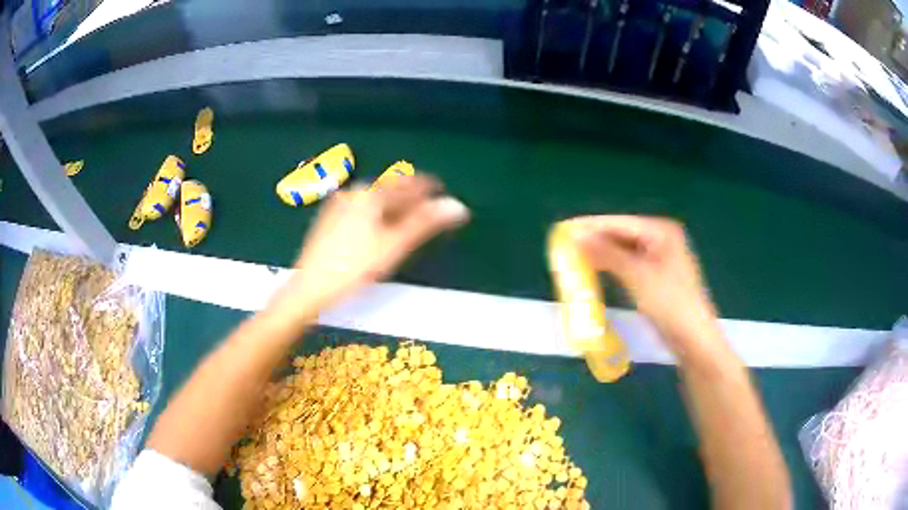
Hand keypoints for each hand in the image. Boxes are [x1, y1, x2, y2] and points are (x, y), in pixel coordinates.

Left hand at [274, 175, 468, 318]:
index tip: (442, 189)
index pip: (407, 183)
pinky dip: (377, 214)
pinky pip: (361, 208)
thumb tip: (457, 206)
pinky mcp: (330, 219)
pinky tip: (380, 228)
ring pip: (374, 199)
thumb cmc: (353, 267)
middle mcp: (353, 193)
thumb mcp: (393, 246)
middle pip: (390, 189)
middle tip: (428, 209)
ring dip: (394, 206)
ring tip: (408, 219)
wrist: (309, 288)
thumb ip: (425, 223)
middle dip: (411, 197)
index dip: (428, 186)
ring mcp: (338, 205)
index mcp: (369, 194)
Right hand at [569, 215, 726, 363]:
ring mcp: (660, 257)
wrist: (693, 339)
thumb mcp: (637, 276)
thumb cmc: (670, 304)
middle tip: (565, 245)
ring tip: (574, 257)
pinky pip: (629, 264)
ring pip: (624, 250)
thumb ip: (607, 253)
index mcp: (661, 231)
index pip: (620, 223)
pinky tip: (596, 269)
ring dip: (602, 254)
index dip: (591, 226)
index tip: (563, 229)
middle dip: (595, 240)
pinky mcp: (657, 276)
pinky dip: (613, 266)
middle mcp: (662, 238)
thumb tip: (576, 236)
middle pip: (621, 234)